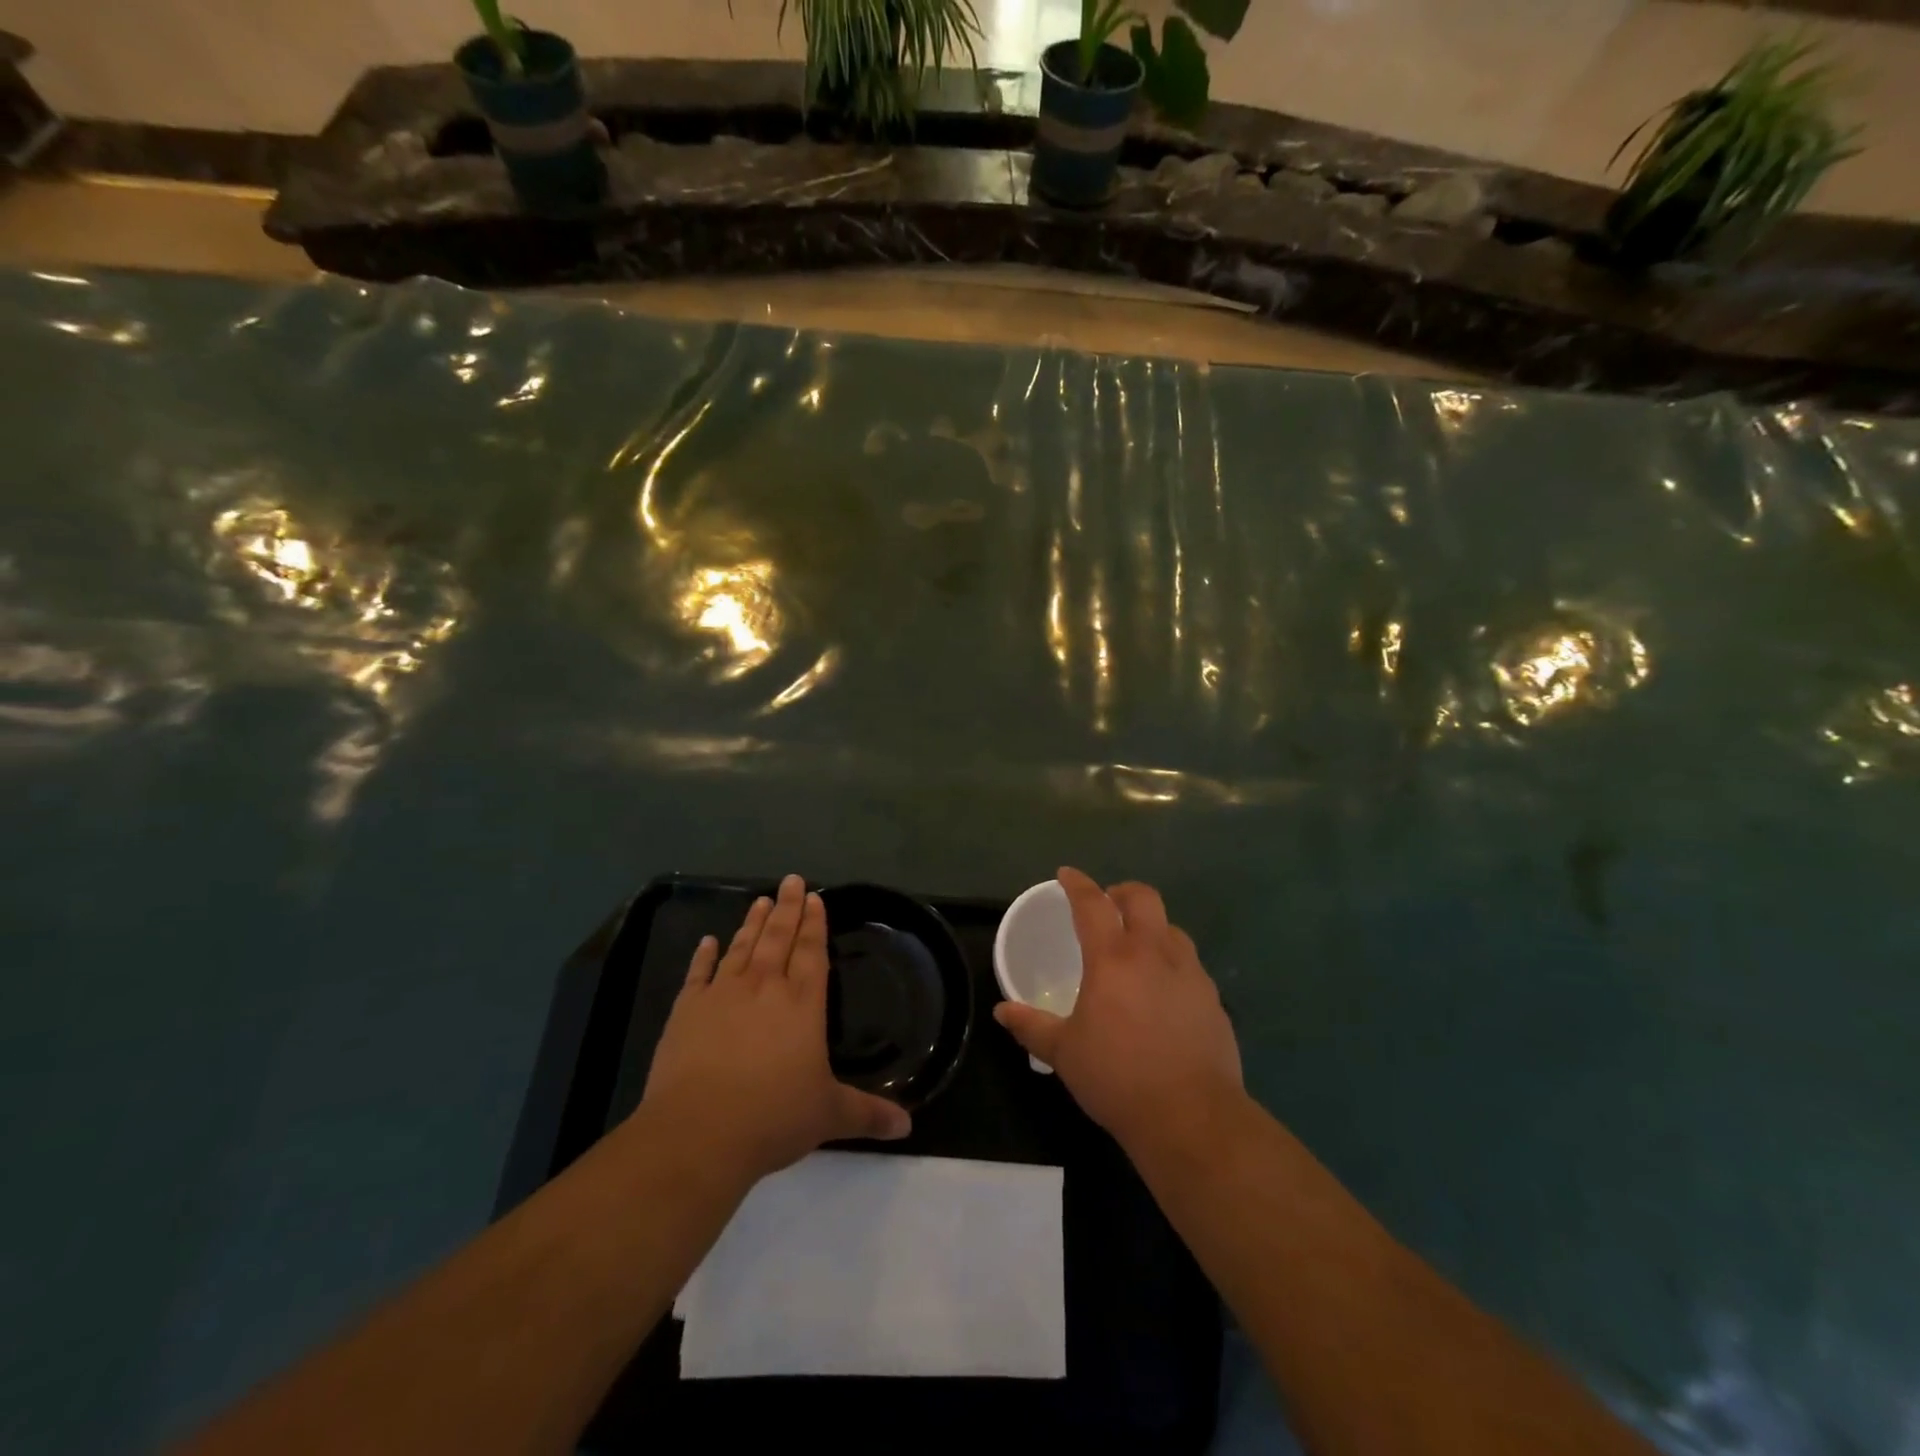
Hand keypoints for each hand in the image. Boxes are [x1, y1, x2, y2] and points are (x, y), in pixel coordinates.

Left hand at [641, 875, 910, 1184]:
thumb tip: (908, 1127)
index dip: (814, 923)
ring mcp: (722, 995)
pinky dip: (703, 955)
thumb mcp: (829, 1116)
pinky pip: (698, 973)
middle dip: (787, 908)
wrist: (699, 1132)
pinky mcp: (687, 1011)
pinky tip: (708, 941)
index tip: (814, 897)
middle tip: (791, 880)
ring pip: (742, 948)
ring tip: (761, 900)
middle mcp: (765, 987)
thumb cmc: (773, 1118)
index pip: (812, 952)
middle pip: (779, 938)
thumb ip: (868, 1114)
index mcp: (803, 1004)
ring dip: (752, 923)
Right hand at [994, 867, 1242, 1154]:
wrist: (1191, 1117)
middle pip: (1143, 898)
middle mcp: (1154, 953)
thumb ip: (1032, 1026)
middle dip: (1122, 892)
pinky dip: (1172, 963)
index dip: (1077, 883)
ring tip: (1137, 948)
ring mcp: (1190, 974)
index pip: (1092, 903)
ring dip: (1152, 926)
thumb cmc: (1117, 1078)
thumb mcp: (1064, 1053)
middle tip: (1108, 904)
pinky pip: (1190, 965)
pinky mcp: (1213, 999)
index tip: (1067, 875)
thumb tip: (1002, 1011)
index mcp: (1113, 958)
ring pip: (1172, 928)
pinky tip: (1163, 992)